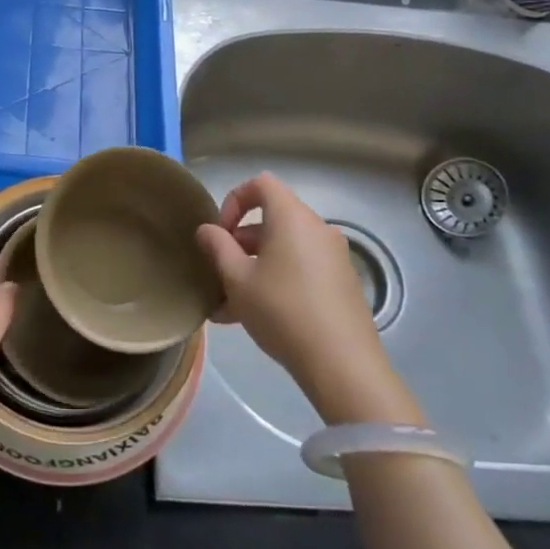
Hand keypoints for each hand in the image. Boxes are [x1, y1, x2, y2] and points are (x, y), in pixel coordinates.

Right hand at [195, 173, 421, 424]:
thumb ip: (217, 248)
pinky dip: (276, 280)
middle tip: (220, 274)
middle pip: (271, 220)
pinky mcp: (341, 283)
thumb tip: (207, 230)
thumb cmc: (282, 311)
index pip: (261, 184)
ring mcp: (333, 256)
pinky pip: (300, 269)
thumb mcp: (237, 280)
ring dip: (254, 268)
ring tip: (228, 307)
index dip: (234, 201)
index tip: (220, 233)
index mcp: (292, 217)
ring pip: (283, 249)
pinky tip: (255, 319)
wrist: (342, 364)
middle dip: (240, 243)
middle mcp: (317, 228)